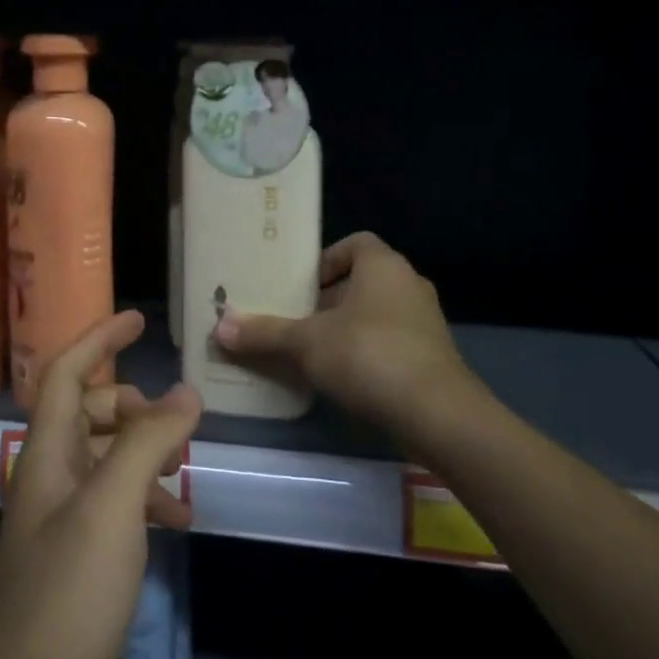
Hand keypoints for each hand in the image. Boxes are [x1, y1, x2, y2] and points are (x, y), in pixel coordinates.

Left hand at [0, 310, 199, 658]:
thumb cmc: (67, 597)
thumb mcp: (113, 508)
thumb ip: (148, 443)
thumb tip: (185, 392)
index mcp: (44, 455)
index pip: (63, 373)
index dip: (97, 340)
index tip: (137, 321)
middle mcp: (47, 478)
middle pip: (87, 413)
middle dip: (131, 406)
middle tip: (174, 419)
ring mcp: (61, 520)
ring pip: (105, 458)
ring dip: (145, 454)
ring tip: (184, 475)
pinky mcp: (77, 559)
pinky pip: (115, 504)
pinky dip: (146, 499)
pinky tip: (176, 522)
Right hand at [213, 231, 467, 431]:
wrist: (438, 416)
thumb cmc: (369, 356)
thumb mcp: (306, 343)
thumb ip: (264, 333)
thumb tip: (219, 327)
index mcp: (384, 266)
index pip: (354, 243)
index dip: (325, 260)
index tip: (299, 286)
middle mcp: (409, 285)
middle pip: (361, 280)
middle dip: (327, 300)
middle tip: (293, 320)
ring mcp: (425, 323)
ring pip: (375, 314)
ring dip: (345, 328)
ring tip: (310, 351)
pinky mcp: (431, 358)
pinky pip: (389, 343)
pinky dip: (365, 353)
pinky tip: (340, 378)